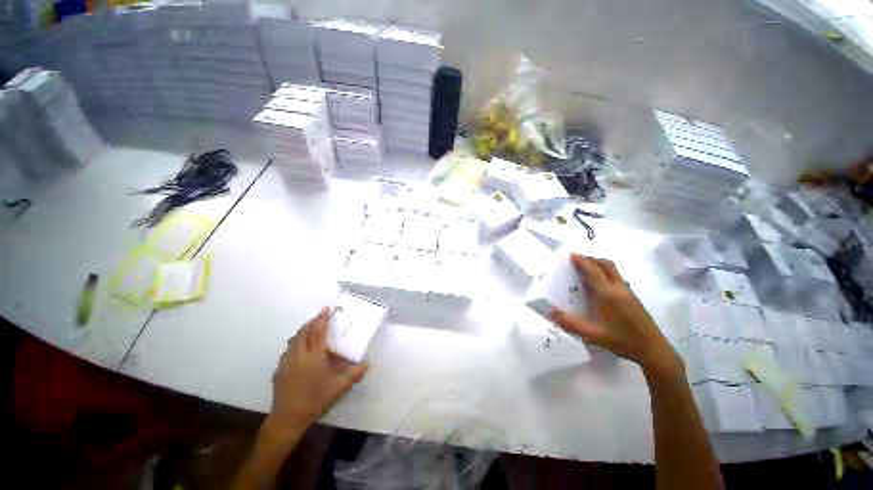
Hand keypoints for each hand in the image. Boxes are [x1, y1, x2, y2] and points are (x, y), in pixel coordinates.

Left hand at [268, 308, 368, 434]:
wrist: (288, 418)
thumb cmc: (316, 399)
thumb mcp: (340, 387)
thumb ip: (355, 373)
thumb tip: (368, 363)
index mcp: (313, 356)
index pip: (317, 332)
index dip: (321, 319)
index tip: (325, 309)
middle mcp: (298, 355)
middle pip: (303, 333)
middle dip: (311, 323)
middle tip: (319, 318)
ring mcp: (286, 362)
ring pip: (293, 340)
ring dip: (302, 332)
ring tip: (309, 331)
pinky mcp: (279, 371)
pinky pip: (287, 350)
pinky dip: (295, 344)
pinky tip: (299, 351)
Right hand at [549, 254, 680, 373]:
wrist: (653, 350)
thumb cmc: (622, 341)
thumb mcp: (593, 335)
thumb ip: (571, 324)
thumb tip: (550, 313)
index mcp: (608, 295)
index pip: (593, 271)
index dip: (581, 261)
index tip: (570, 255)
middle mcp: (618, 289)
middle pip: (606, 265)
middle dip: (591, 258)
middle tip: (577, 260)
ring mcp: (628, 292)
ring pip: (613, 270)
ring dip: (599, 264)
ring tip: (586, 269)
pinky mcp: (633, 298)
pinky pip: (617, 277)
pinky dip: (605, 272)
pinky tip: (600, 285)